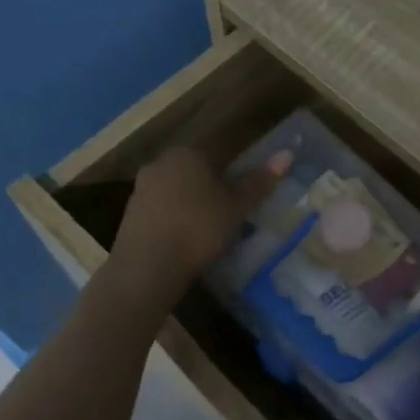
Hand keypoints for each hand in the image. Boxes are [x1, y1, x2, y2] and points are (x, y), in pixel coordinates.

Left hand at [112, 146, 289, 299]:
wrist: (147, 266)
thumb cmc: (199, 228)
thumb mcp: (237, 207)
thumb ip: (259, 182)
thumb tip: (288, 154)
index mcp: (188, 152)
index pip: (219, 153)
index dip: (235, 173)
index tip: (244, 196)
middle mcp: (161, 162)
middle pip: (196, 171)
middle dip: (213, 188)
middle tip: (231, 214)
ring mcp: (142, 187)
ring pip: (178, 191)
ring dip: (194, 205)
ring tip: (211, 231)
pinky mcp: (131, 213)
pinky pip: (163, 210)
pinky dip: (176, 220)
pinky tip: (187, 240)